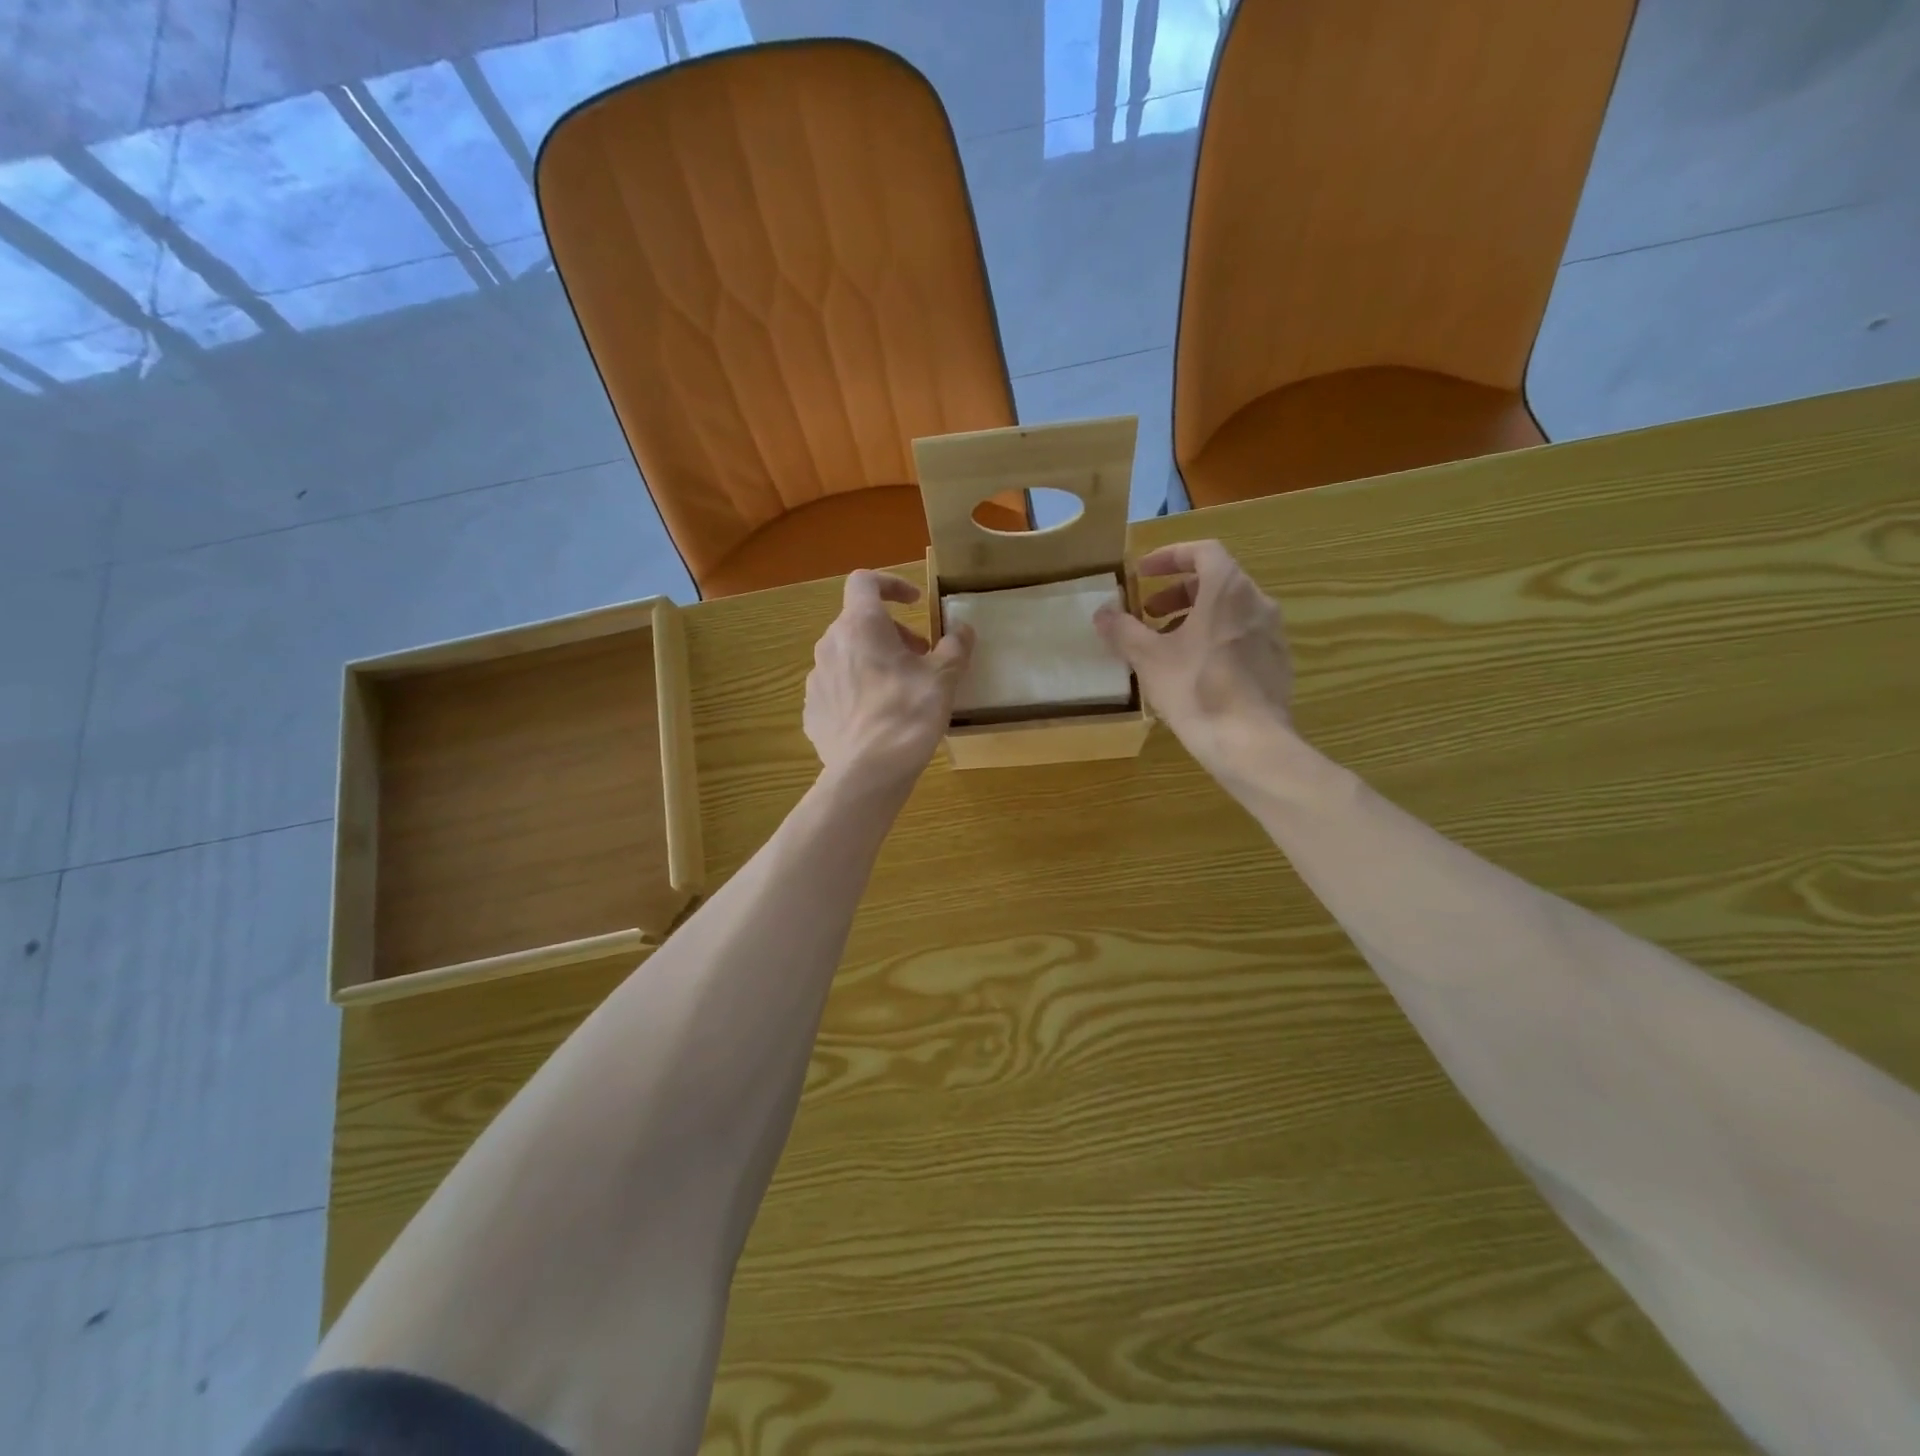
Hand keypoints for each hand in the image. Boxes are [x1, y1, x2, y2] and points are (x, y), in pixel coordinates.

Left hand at [804, 571, 972, 791]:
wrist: (867, 772)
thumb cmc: (908, 714)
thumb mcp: (943, 678)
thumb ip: (955, 646)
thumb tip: (962, 630)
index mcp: (860, 626)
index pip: (865, 582)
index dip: (891, 584)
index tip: (915, 602)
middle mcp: (830, 644)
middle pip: (859, 623)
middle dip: (891, 632)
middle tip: (920, 656)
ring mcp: (817, 679)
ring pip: (847, 656)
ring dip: (874, 661)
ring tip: (901, 689)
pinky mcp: (812, 710)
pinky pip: (837, 688)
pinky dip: (858, 690)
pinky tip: (879, 717)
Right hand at [1094, 540, 1294, 777]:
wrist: (1250, 742)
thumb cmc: (1196, 690)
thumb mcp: (1149, 659)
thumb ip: (1123, 631)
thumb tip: (1102, 614)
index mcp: (1229, 590)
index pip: (1203, 551)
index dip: (1170, 556)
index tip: (1143, 573)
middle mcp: (1258, 603)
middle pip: (1216, 581)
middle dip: (1177, 592)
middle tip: (1148, 614)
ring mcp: (1272, 634)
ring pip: (1230, 611)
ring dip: (1195, 617)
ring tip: (1166, 645)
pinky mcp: (1277, 663)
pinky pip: (1242, 636)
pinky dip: (1215, 639)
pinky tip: (1194, 671)